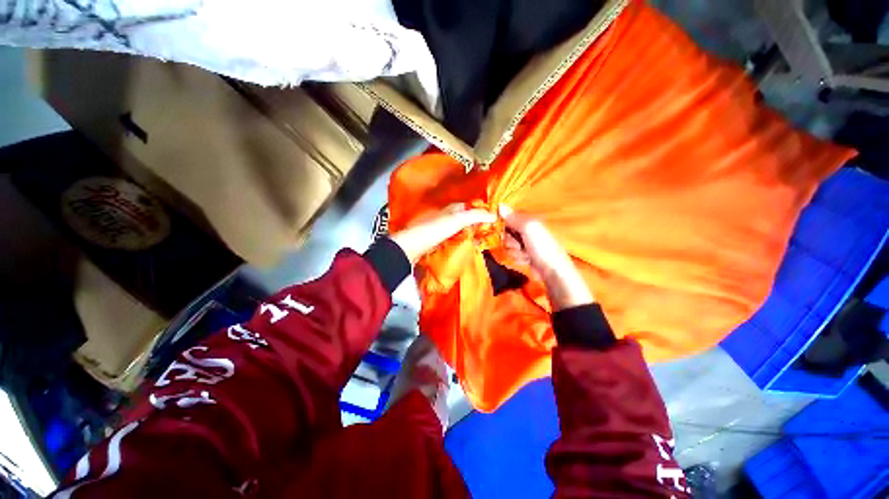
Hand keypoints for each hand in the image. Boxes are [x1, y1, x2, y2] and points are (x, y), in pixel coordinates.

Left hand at [391, 204, 495, 262]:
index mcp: (452, 208)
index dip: (482, 212)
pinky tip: (467, 246)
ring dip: (470, 233)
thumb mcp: (456, 220)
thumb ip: (475, 216)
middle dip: (478, 224)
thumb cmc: (433, 230)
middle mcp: (447, 215)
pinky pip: (454, 238)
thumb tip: (494, 215)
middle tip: (490, 232)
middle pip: (466, 218)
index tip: (494, 220)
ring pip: (460, 228)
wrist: (411, 246)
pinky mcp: (438, 239)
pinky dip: (462, 240)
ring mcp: (442, 227)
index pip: (471, 206)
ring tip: (481, 240)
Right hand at [499, 205, 593, 310]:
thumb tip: (500, 205)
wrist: (552, 271)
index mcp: (530, 220)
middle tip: (519, 244)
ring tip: (526, 254)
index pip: (509, 217)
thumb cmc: (542, 247)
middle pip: (506, 232)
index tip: (503, 229)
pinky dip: (518, 258)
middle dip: (509, 240)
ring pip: (508, 245)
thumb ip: (515, 217)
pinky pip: (512, 255)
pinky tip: (526, 260)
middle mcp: (527, 230)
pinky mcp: (524, 256)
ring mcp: (525, 244)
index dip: (504, 223)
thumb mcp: (529, 228)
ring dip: (514, 251)